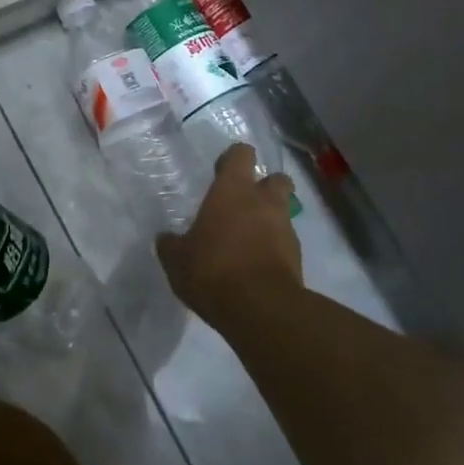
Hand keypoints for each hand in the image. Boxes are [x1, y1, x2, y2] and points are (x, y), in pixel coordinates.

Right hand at [157, 144, 301, 322]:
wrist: (262, 310)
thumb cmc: (213, 271)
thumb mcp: (177, 259)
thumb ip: (172, 244)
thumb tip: (166, 239)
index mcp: (233, 190)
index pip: (241, 154)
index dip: (232, 160)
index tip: (220, 172)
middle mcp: (264, 201)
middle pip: (276, 178)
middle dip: (264, 186)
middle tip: (243, 203)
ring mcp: (285, 229)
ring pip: (283, 211)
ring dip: (269, 219)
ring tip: (246, 240)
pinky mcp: (298, 258)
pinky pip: (285, 242)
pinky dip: (274, 248)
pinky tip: (255, 265)